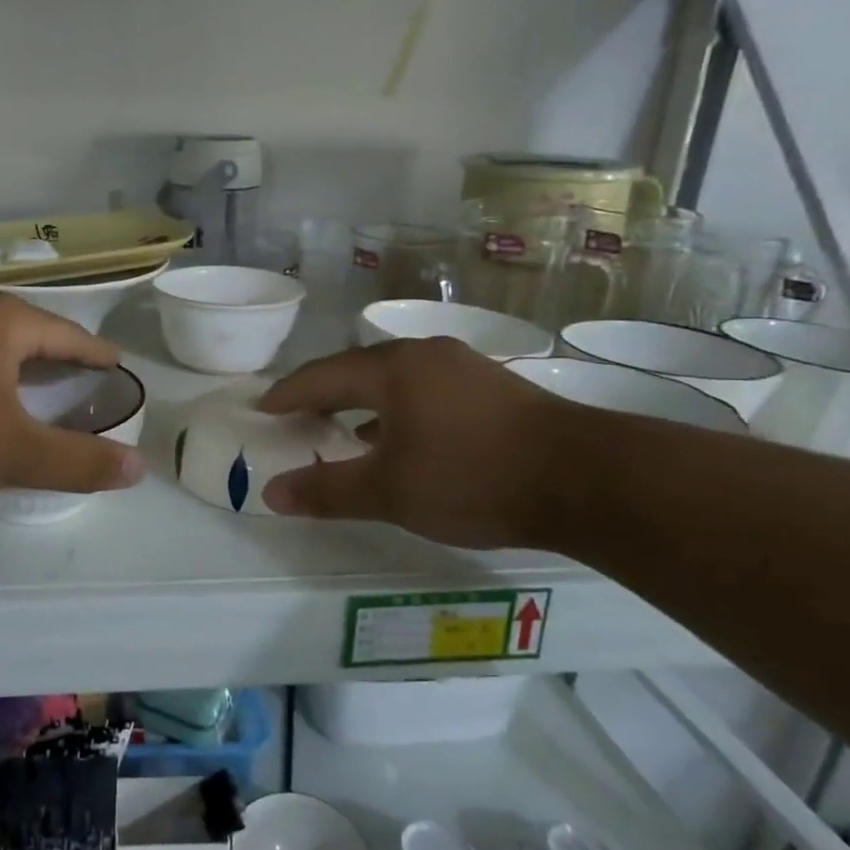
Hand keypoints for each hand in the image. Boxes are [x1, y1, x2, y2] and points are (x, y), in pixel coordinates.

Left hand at [0, 293, 145, 499]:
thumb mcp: (12, 451)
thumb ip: (77, 462)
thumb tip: (138, 469)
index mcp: (5, 321)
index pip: (70, 335)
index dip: (97, 355)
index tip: (119, 366)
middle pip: (31, 334)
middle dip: (60, 359)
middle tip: (86, 383)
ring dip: (20, 367)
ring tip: (41, 389)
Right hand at [256, 338, 566, 548]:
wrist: (587, 479)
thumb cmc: (471, 476)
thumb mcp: (389, 492)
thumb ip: (327, 490)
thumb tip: (271, 493)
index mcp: (392, 369)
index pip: (322, 376)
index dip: (289, 394)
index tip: (262, 407)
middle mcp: (425, 356)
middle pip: (358, 371)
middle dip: (324, 394)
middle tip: (297, 415)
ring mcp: (464, 368)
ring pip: (396, 381)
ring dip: (363, 403)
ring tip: (343, 428)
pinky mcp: (494, 389)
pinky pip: (426, 392)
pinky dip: (399, 411)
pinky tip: (403, 439)